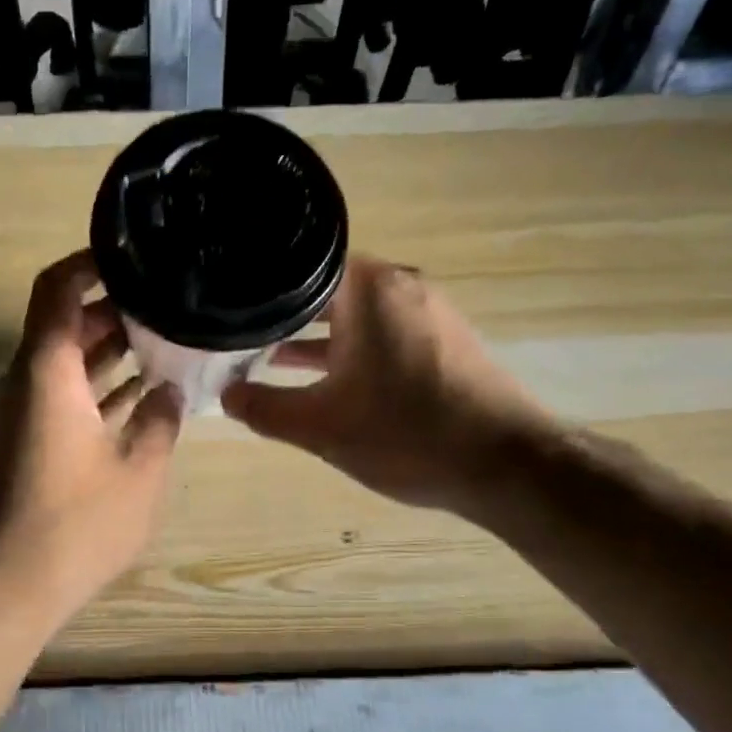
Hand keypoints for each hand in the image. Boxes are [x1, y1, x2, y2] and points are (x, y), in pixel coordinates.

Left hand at [0, 250, 182, 636]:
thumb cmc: (74, 526)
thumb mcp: (139, 472)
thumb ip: (160, 421)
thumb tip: (168, 391)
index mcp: (45, 371)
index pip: (58, 288)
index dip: (93, 263)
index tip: (136, 258)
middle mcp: (19, 382)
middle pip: (63, 326)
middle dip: (114, 314)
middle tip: (168, 310)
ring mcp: (11, 417)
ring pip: (61, 367)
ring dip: (106, 356)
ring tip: (163, 349)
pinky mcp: (13, 448)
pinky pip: (54, 401)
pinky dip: (91, 393)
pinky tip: (135, 402)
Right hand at [222, 256, 553, 516]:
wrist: (505, 464)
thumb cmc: (405, 434)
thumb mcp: (320, 427)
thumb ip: (265, 409)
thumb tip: (226, 397)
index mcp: (368, 289)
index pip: (299, 267)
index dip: (261, 288)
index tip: (230, 306)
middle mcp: (400, 286)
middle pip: (326, 289)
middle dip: (284, 314)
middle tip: (241, 333)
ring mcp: (428, 312)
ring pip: (356, 314)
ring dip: (317, 336)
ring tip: (271, 358)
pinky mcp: (445, 339)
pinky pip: (383, 332)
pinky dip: (352, 349)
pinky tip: (328, 380)